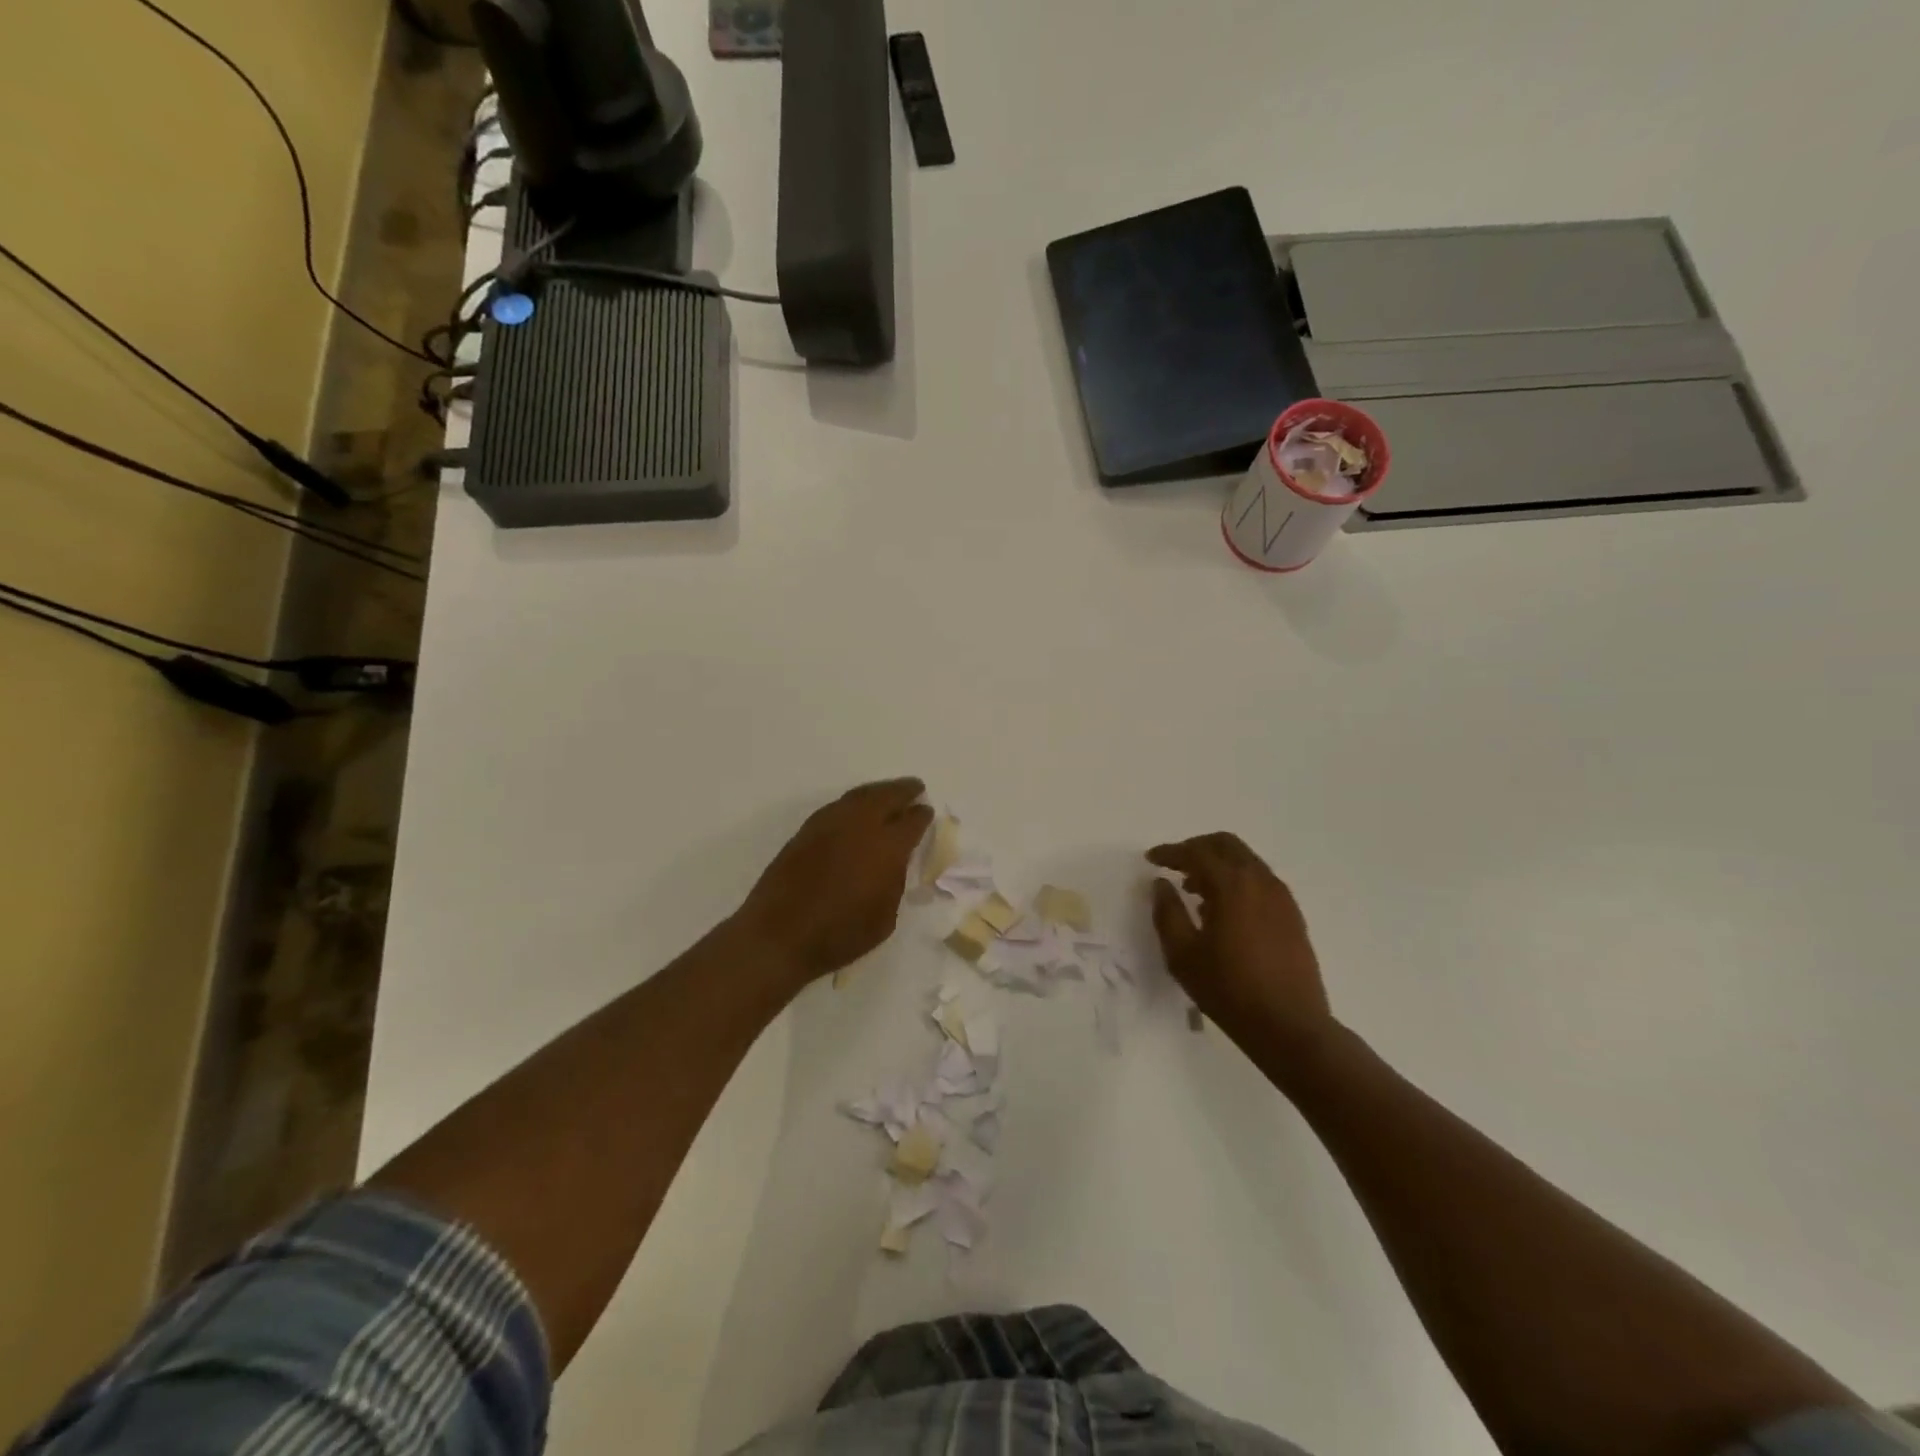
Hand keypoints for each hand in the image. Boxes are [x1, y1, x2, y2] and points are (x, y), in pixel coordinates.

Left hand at [736, 778, 933, 989]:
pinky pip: (837, 806)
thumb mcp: (884, 917)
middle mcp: (860, 826)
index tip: (926, 811)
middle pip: (886, 796)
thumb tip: (893, 864)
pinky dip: (853, 802)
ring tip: (888, 793)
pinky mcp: (806, 831)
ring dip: (878, 791)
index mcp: (887, 847)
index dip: (922, 815)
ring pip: (859, 796)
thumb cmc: (840, 935)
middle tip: (915, 787)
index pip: (912, 821)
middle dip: (903, 790)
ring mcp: (829, 824)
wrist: (779, 936)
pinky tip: (856, 809)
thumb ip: (894, 883)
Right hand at [1146, 833, 1332, 1046]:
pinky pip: (1260, 881)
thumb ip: (1167, 912)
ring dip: (1218, 865)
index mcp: (1232, 886)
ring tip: (1195, 890)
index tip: (1151, 859)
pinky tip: (1223, 910)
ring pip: (1246, 861)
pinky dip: (1237, 881)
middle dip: (1197, 848)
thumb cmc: (1229, 990)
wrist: (1290, 1027)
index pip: (1197, 853)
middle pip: (1227, 845)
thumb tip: (1161, 884)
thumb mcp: (1183, 954)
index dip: (1171, 852)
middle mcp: (1260, 881)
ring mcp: (1282, 898)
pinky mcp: (1292, 916)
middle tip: (1175, 864)